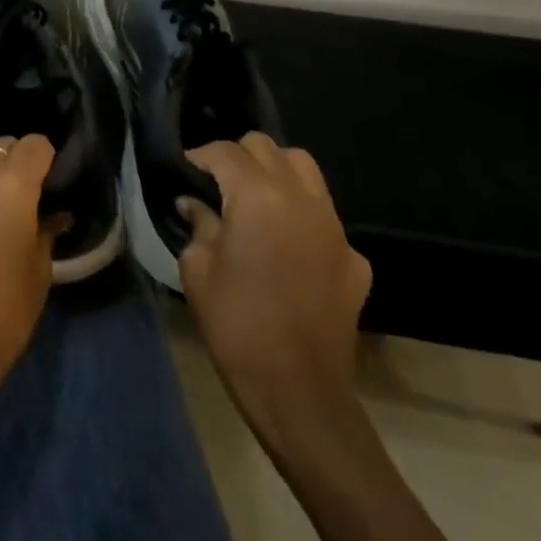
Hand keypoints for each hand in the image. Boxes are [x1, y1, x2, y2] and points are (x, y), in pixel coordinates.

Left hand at [0, 127, 56, 424]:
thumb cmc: (5, 310)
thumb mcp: (39, 271)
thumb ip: (45, 232)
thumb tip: (54, 216)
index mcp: (14, 185)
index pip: (35, 144)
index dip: (46, 155)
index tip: (52, 175)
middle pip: (1, 145)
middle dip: (16, 157)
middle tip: (27, 185)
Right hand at [178, 133, 371, 453]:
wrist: (299, 392)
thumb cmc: (237, 326)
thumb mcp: (198, 270)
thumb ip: (198, 225)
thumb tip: (194, 205)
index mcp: (257, 197)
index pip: (226, 152)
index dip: (201, 155)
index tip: (185, 168)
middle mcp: (300, 198)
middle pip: (267, 148)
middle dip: (238, 156)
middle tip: (217, 181)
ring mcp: (334, 227)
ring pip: (305, 169)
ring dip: (276, 172)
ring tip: (255, 198)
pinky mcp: (354, 258)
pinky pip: (325, 216)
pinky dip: (302, 216)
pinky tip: (287, 246)